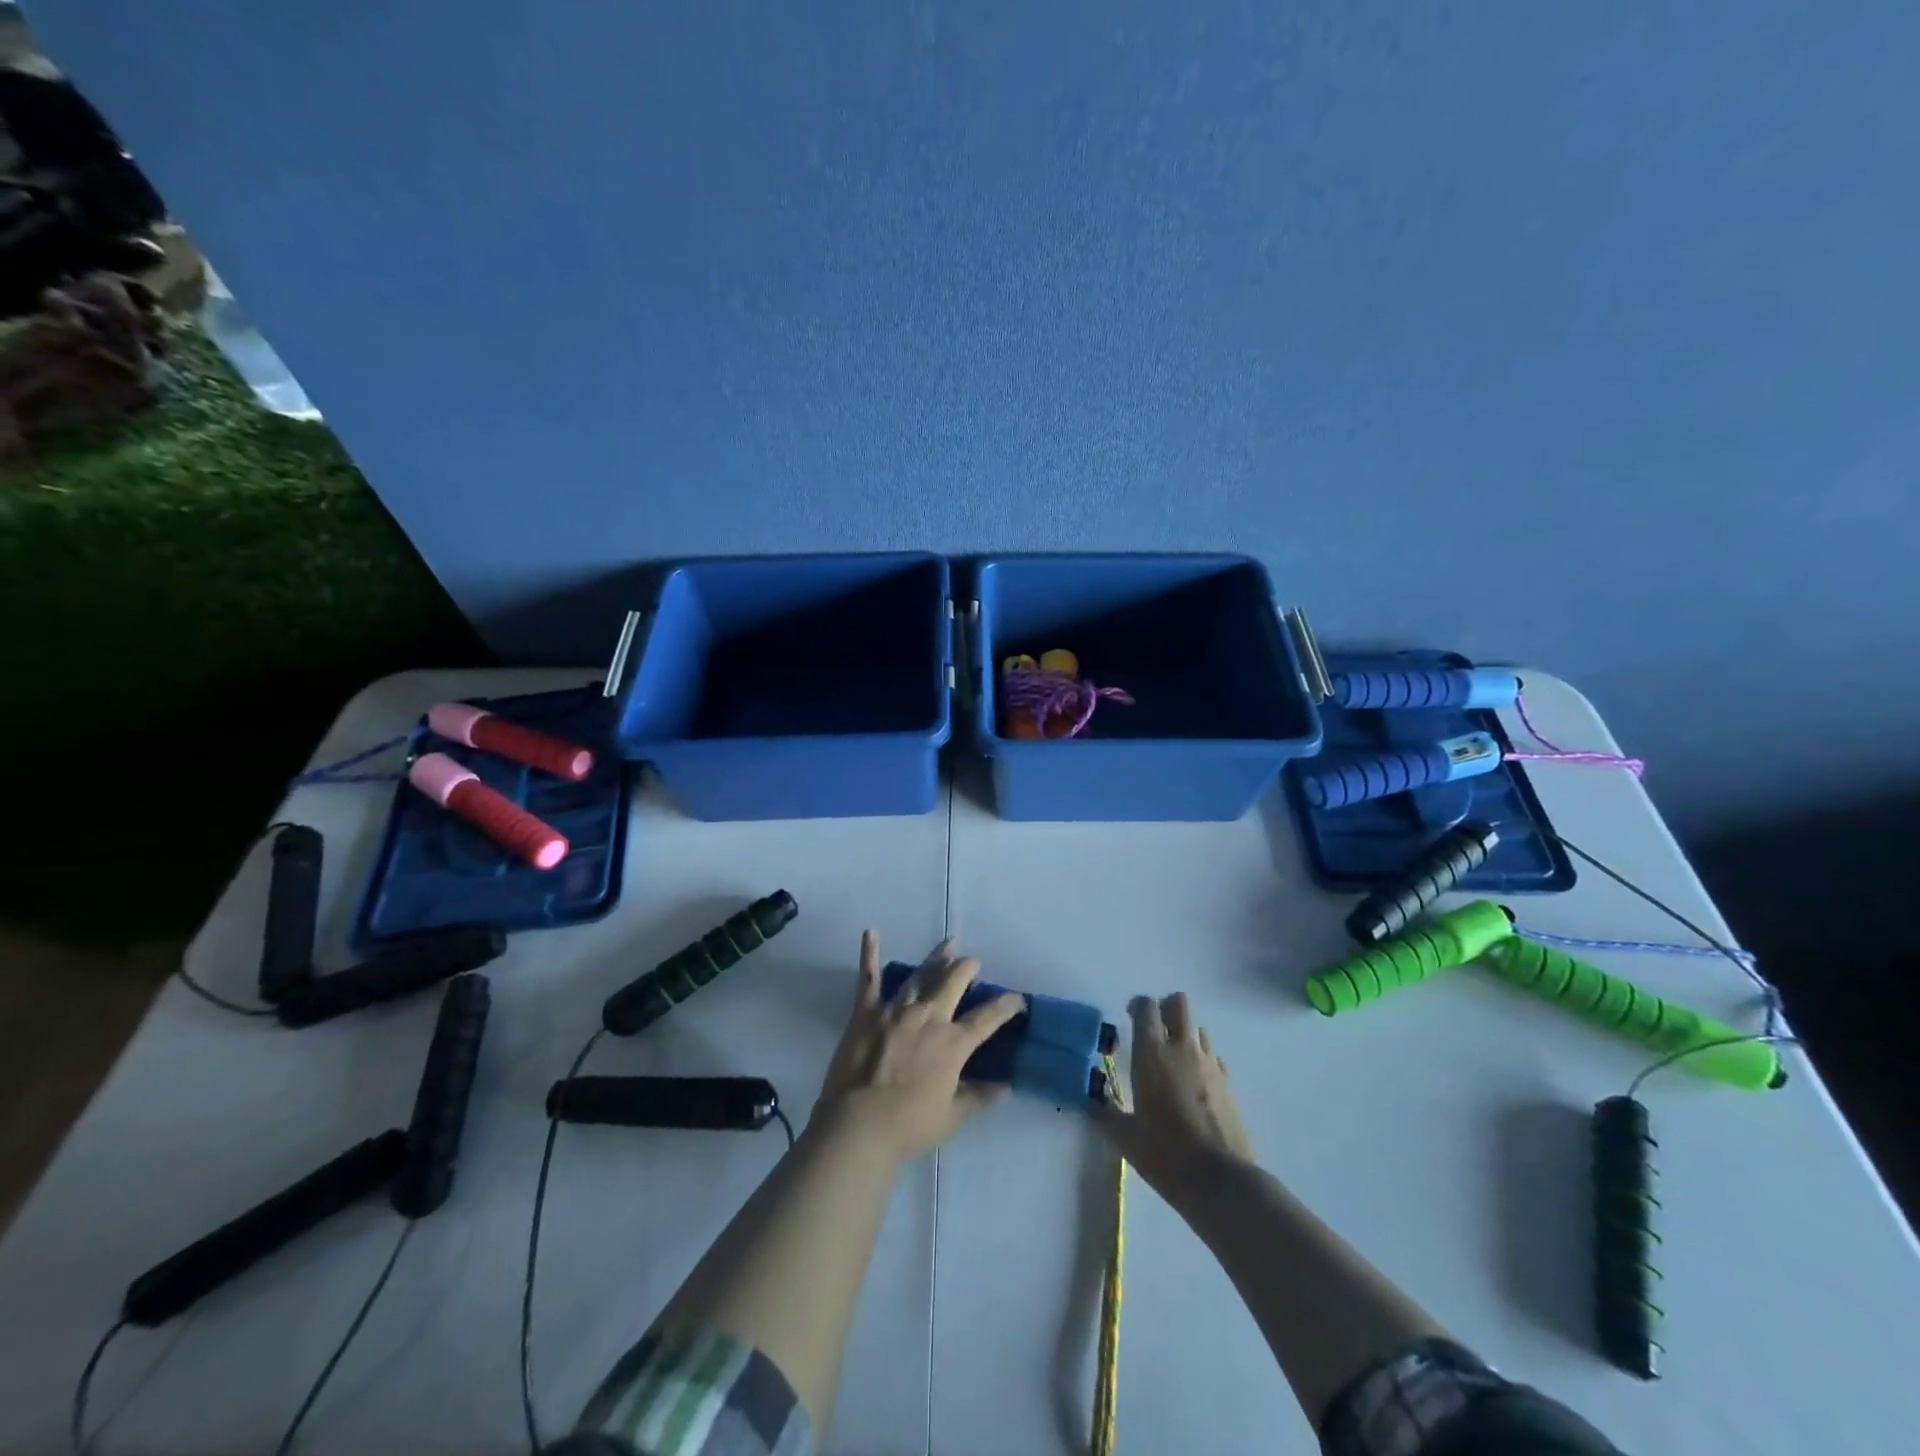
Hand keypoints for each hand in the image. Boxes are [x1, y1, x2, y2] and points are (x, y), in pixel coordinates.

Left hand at [814, 932, 1025, 1162]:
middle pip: (954, 982)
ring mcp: (896, 1010)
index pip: (987, 1018)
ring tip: (948, 943)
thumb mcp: (952, 1116)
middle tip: (973, 962)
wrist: (858, 1125)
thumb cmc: (909, 1125)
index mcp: (953, 1043)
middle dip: (968, 968)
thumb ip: (978, 1097)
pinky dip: (869, 954)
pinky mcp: (867, 1011)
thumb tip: (1005, 1086)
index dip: (1006, 1006)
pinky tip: (871, 932)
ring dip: (937, 957)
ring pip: (921, 974)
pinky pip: (868, 978)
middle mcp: (929, 1017)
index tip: (1018, 999)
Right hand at [1097, 993, 1252, 1203]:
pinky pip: (1214, 1057)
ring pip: (1198, 1028)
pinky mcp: (1230, 1083)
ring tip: (1174, 1060)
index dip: (1137, 1006)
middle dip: (1166, 1009)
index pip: (1146, 1006)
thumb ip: (1105, 1115)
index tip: (1129, 1018)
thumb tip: (1090, 1104)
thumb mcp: (1126, 1138)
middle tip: (1154, 1031)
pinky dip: (1203, 1061)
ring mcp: (1210, 1064)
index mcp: (1152, 1053)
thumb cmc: (1165, 1155)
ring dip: (1185, 1035)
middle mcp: (1182, 1049)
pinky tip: (1195, 1086)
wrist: (1221, 1182)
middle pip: (1179, 1003)